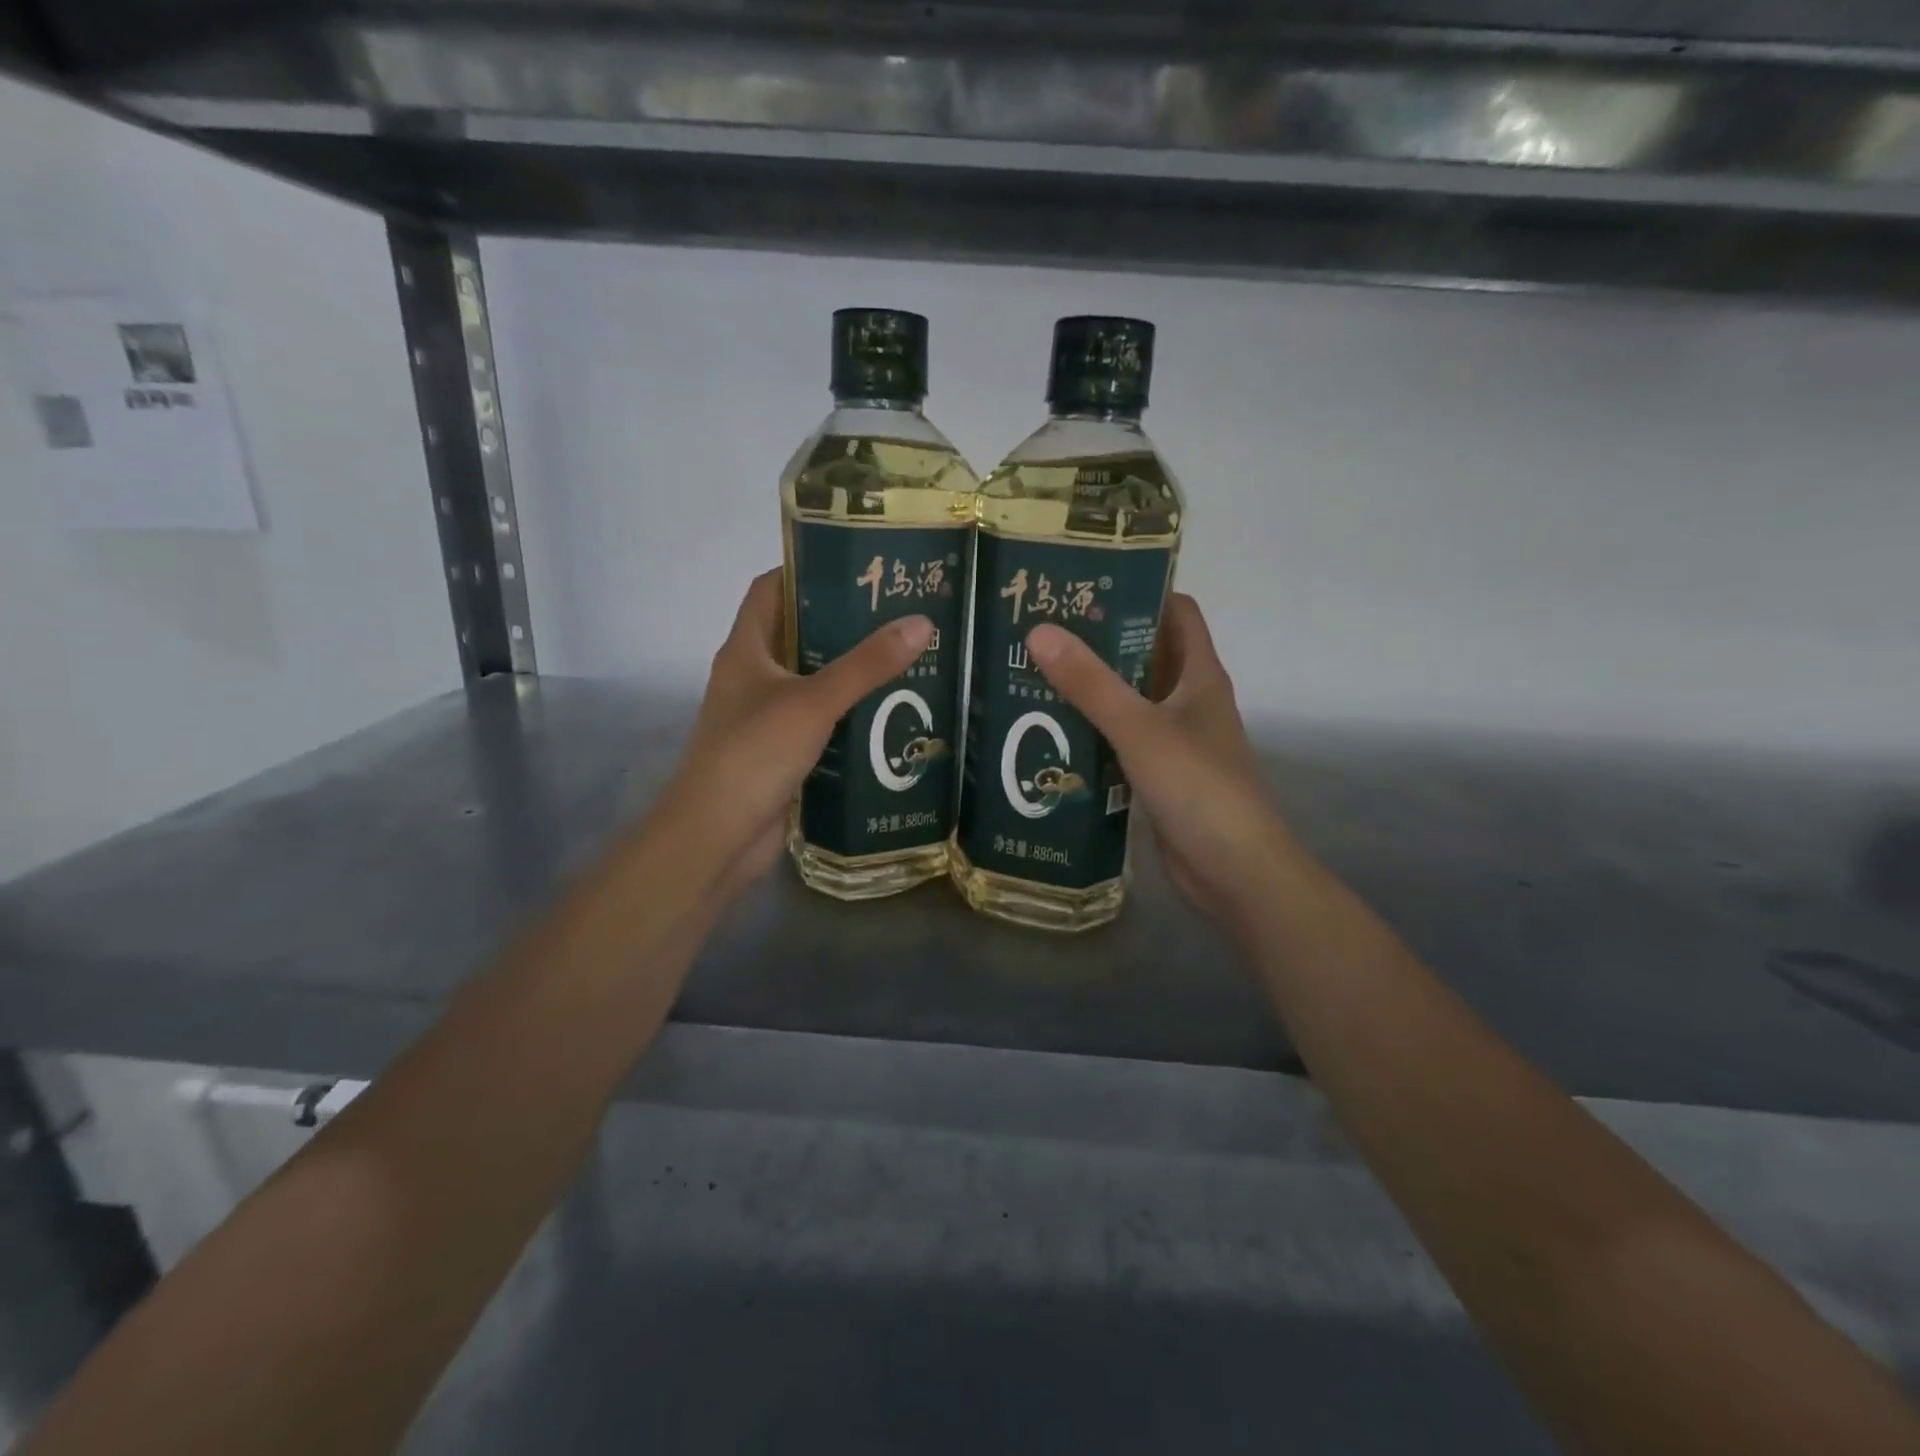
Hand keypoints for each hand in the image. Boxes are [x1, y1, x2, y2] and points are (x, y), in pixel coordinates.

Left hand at [655, 569, 932, 902]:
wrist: (717, 836)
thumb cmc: (754, 754)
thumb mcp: (814, 701)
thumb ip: (866, 664)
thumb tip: (921, 623)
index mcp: (746, 650)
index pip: (771, 590)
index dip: (808, 571)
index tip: (859, 566)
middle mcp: (752, 678)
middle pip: (799, 635)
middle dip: (844, 624)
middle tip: (899, 614)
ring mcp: (765, 718)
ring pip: (813, 682)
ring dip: (851, 673)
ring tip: (906, 659)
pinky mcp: (781, 754)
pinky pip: (820, 723)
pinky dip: (849, 716)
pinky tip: (889, 716)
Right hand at [1024, 594, 1293, 932]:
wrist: (1235, 872)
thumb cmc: (1198, 788)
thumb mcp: (1140, 729)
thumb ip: (1091, 683)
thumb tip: (1039, 631)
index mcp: (1200, 675)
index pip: (1175, 611)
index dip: (1138, 590)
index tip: (1084, 583)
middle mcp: (1190, 701)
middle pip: (1145, 654)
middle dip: (1099, 640)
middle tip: (1040, 629)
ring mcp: (1175, 740)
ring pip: (1129, 700)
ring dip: (1091, 689)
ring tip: (1032, 673)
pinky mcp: (1159, 775)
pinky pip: (1121, 740)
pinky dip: (1092, 731)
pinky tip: (1050, 733)